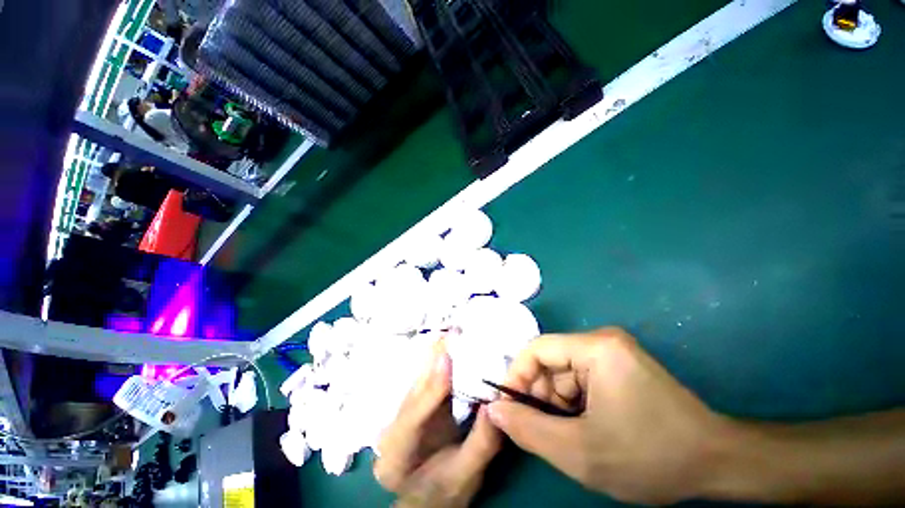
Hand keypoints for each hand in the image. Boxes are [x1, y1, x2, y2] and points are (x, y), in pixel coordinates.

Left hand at [374, 341, 501, 506]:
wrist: (427, 499)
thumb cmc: (444, 493)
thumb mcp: (464, 476)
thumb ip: (480, 444)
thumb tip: (497, 407)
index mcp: (397, 454)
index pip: (414, 416)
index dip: (432, 386)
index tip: (446, 357)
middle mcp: (392, 429)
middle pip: (414, 390)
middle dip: (433, 360)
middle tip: (453, 332)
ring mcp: (402, 415)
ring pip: (419, 380)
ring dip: (436, 355)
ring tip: (453, 334)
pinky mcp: (415, 406)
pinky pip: (427, 380)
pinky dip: (439, 363)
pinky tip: (450, 348)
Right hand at [488, 328, 732, 504]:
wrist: (717, 463)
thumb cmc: (651, 456)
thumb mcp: (580, 452)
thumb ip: (529, 430)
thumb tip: (494, 411)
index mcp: (595, 347)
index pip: (537, 349)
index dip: (517, 376)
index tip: (508, 408)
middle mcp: (602, 340)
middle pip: (551, 361)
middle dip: (542, 396)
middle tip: (547, 432)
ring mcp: (613, 352)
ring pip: (564, 373)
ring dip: (559, 403)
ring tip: (574, 435)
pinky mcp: (620, 366)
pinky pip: (581, 379)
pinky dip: (575, 403)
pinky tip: (590, 427)